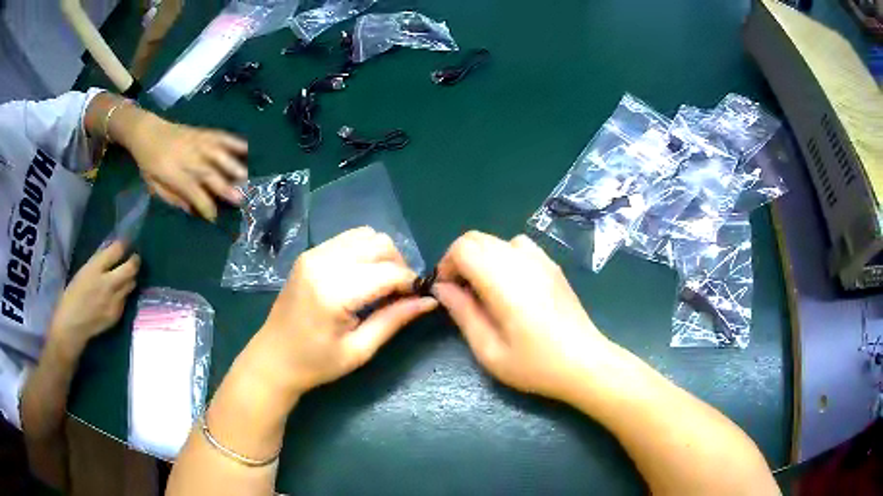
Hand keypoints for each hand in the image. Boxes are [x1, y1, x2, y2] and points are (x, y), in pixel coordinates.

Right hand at [49, 242, 139, 353]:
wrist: (72, 325)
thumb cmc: (73, 295)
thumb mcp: (84, 271)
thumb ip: (99, 262)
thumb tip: (112, 251)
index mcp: (95, 269)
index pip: (117, 250)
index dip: (124, 245)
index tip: (127, 243)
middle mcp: (107, 283)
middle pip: (130, 268)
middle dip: (135, 261)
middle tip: (134, 258)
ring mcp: (114, 301)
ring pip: (131, 284)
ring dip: (130, 278)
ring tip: (126, 275)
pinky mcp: (117, 314)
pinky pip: (125, 299)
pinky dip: (124, 294)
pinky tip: (118, 294)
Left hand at [127, 115, 247, 220]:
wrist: (146, 131)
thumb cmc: (148, 163)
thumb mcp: (154, 186)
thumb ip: (173, 198)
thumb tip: (192, 210)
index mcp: (174, 174)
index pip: (194, 193)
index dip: (205, 207)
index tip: (215, 218)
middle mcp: (188, 158)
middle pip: (209, 174)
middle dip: (225, 187)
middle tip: (242, 200)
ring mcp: (197, 143)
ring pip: (219, 154)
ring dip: (234, 165)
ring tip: (248, 177)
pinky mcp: (203, 132)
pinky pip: (222, 137)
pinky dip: (236, 142)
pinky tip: (248, 149)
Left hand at [256, 227, 436, 394]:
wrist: (273, 358)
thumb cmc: (316, 363)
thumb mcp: (359, 350)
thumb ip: (394, 320)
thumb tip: (430, 301)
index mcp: (334, 292)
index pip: (388, 272)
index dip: (411, 283)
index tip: (420, 298)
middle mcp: (323, 263)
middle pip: (380, 244)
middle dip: (399, 266)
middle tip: (402, 294)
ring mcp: (313, 254)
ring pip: (366, 235)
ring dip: (383, 256)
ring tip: (383, 284)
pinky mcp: (309, 254)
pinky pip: (348, 239)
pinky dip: (365, 251)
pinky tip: (364, 276)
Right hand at [434, 231, 611, 401]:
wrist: (585, 363)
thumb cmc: (535, 364)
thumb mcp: (489, 350)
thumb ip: (462, 313)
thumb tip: (442, 288)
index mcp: (504, 280)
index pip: (463, 247)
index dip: (447, 265)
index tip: (447, 291)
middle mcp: (522, 261)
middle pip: (477, 238)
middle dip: (460, 260)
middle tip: (461, 293)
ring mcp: (541, 260)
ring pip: (498, 240)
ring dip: (482, 258)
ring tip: (485, 290)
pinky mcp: (552, 266)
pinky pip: (519, 247)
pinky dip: (504, 257)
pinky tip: (511, 287)